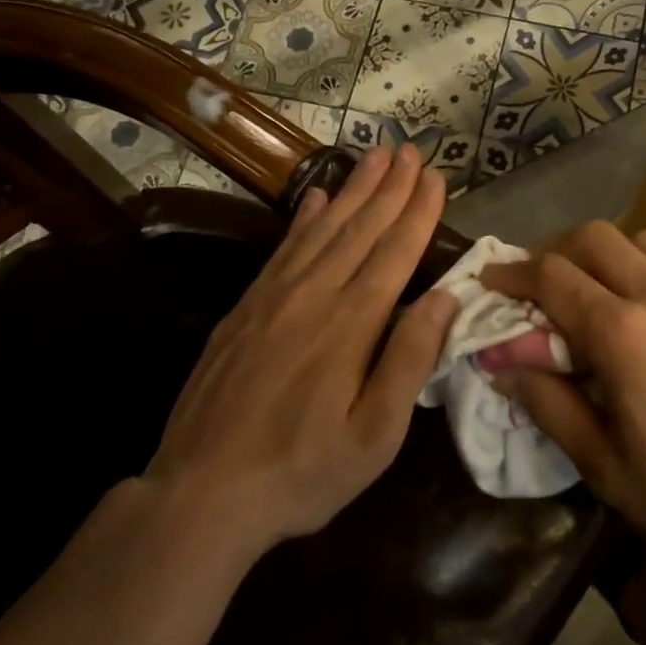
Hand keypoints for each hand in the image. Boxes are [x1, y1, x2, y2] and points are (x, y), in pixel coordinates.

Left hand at [147, 144, 457, 555]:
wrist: (201, 494)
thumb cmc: (303, 472)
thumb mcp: (375, 436)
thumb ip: (409, 361)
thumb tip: (443, 298)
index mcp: (351, 325)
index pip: (394, 252)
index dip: (417, 212)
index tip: (434, 176)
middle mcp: (314, 296)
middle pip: (360, 229)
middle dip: (389, 187)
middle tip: (409, 150)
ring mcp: (273, 298)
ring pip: (322, 229)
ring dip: (352, 190)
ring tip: (373, 157)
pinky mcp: (244, 309)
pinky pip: (282, 249)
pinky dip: (303, 218)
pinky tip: (315, 197)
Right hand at [482, 223, 645, 574]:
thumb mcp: (605, 466)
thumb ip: (548, 404)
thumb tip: (503, 364)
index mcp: (623, 333)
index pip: (551, 276)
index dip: (513, 272)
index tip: (494, 280)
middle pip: (596, 237)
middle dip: (559, 252)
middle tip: (549, 286)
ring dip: (616, 259)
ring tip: (612, 297)